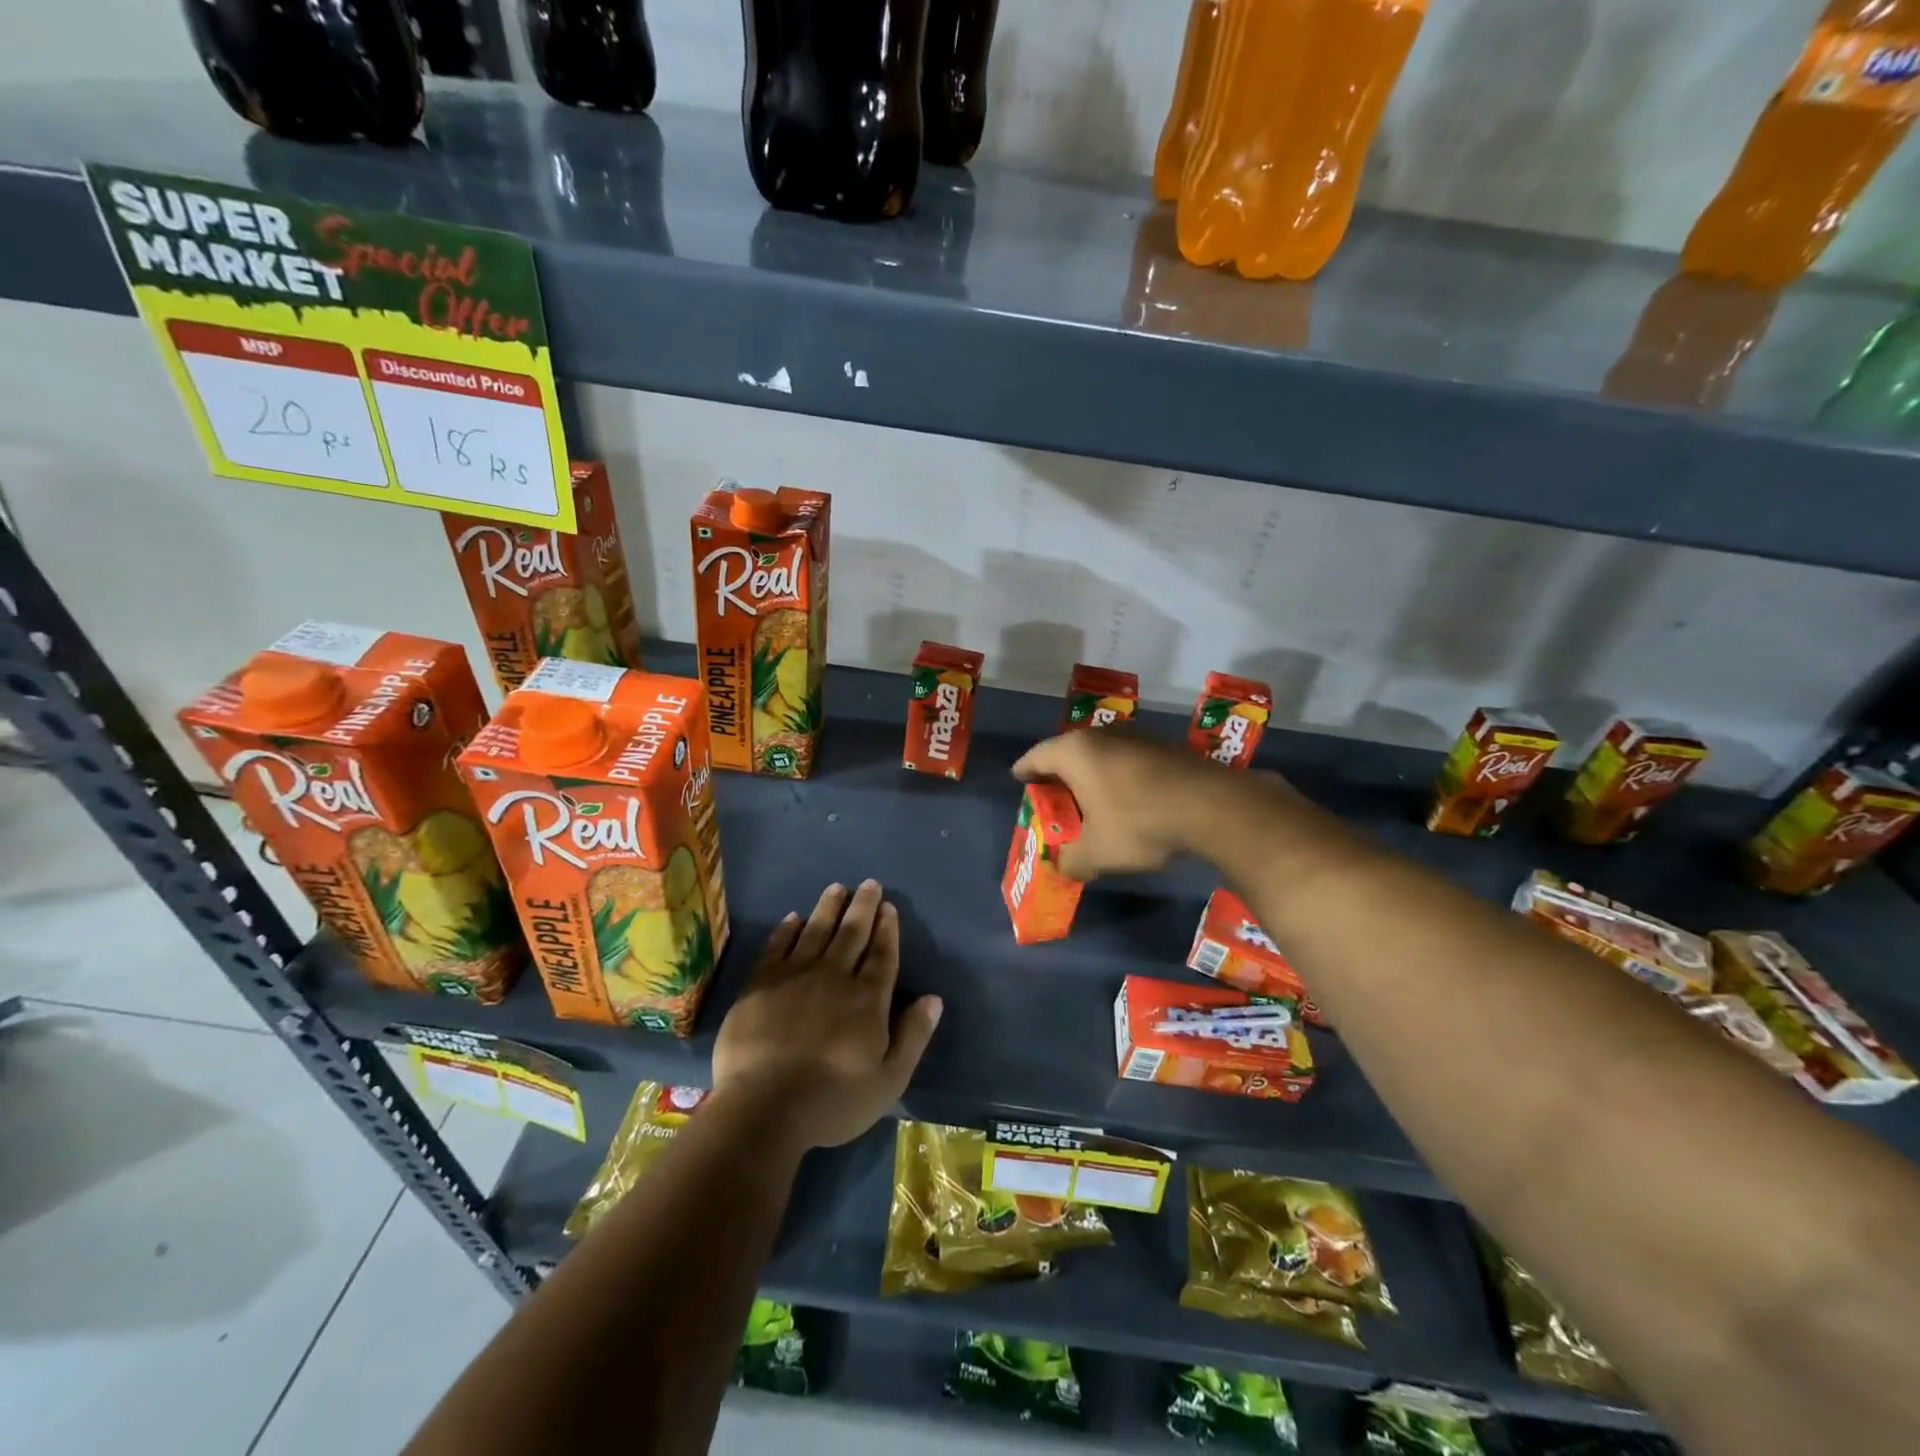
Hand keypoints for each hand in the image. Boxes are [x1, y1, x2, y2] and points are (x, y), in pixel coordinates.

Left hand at [712, 880, 942, 1152]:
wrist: (764, 1107)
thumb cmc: (832, 1100)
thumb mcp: (888, 1080)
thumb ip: (913, 1036)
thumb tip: (934, 999)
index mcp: (867, 999)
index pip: (882, 954)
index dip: (887, 929)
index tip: (889, 906)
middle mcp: (835, 976)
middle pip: (852, 934)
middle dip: (863, 907)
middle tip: (869, 884)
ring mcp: (795, 976)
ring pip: (816, 931)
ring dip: (828, 907)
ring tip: (837, 888)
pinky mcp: (761, 984)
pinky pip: (777, 946)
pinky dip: (787, 929)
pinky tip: (793, 918)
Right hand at [1012, 729, 1294, 879]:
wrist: (1212, 807)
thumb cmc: (1139, 824)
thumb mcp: (1097, 853)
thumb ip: (1071, 860)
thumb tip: (1061, 866)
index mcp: (1075, 753)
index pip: (1037, 756)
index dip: (1025, 770)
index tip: (1019, 780)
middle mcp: (1102, 736)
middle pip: (1068, 752)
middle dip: (1059, 774)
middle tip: (1054, 797)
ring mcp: (1137, 737)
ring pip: (1101, 754)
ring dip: (1092, 775)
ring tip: (1090, 799)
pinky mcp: (1165, 747)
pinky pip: (1128, 760)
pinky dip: (1119, 777)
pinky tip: (1128, 799)